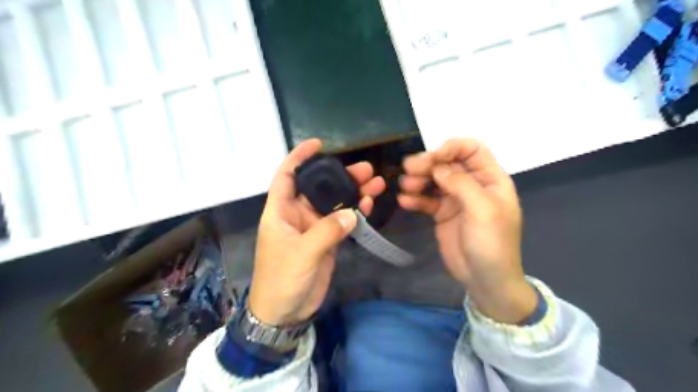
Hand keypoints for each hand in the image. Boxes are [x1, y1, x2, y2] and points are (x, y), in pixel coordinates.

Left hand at [248, 140, 383, 325]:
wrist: (285, 312)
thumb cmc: (282, 279)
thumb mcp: (301, 253)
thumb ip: (327, 231)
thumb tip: (352, 212)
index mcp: (280, 211)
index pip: (286, 176)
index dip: (299, 157)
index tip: (317, 144)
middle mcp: (297, 214)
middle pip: (319, 187)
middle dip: (340, 176)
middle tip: (365, 168)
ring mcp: (313, 227)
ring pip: (334, 203)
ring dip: (353, 193)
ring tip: (375, 182)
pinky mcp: (326, 240)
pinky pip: (342, 221)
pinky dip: (355, 212)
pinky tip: (368, 204)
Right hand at [398, 139, 536, 322]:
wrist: (485, 280)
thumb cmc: (492, 243)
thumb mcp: (482, 209)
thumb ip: (460, 183)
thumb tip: (438, 166)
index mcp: (490, 179)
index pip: (472, 149)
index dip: (452, 147)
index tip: (433, 157)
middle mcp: (472, 185)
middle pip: (448, 163)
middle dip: (429, 163)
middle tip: (409, 169)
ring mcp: (455, 199)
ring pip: (434, 179)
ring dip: (418, 179)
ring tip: (406, 186)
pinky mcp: (442, 214)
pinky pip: (426, 200)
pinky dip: (415, 198)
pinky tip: (404, 201)